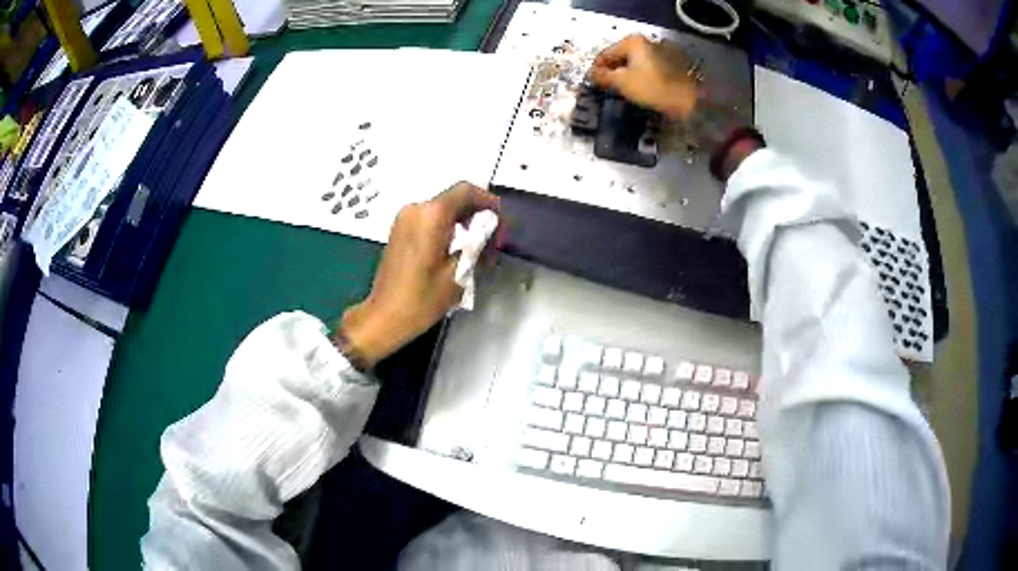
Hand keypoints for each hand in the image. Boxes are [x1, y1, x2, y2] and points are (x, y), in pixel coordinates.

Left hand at [338, 182, 499, 367]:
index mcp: (431, 215)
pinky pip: (430, 220)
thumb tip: (491, 230)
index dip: (488, 202)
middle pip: (455, 199)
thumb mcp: (458, 273)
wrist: (383, 317)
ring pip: (444, 210)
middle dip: (478, 216)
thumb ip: (478, 244)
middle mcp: (416, 209)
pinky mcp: (400, 231)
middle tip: (494, 243)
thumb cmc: (421, 299)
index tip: (501, 224)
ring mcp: (404, 219)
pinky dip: (448, 229)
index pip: (466, 191)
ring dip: (464, 224)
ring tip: (479, 251)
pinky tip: (458, 252)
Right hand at [589, 35, 699, 120]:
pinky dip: (637, 76)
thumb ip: (603, 76)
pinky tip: (636, 88)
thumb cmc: (651, 87)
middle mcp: (645, 42)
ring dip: (624, 74)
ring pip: (632, 63)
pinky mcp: (666, 63)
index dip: (596, 68)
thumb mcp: (622, 82)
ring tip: (620, 89)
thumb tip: (592, 74)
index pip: (606, 53)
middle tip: (605, 86)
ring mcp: (657, 52)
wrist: (686, 99)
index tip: (591, 82)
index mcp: (632, 42)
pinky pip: (644, 68)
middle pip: (619, 56)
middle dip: (611, 71)